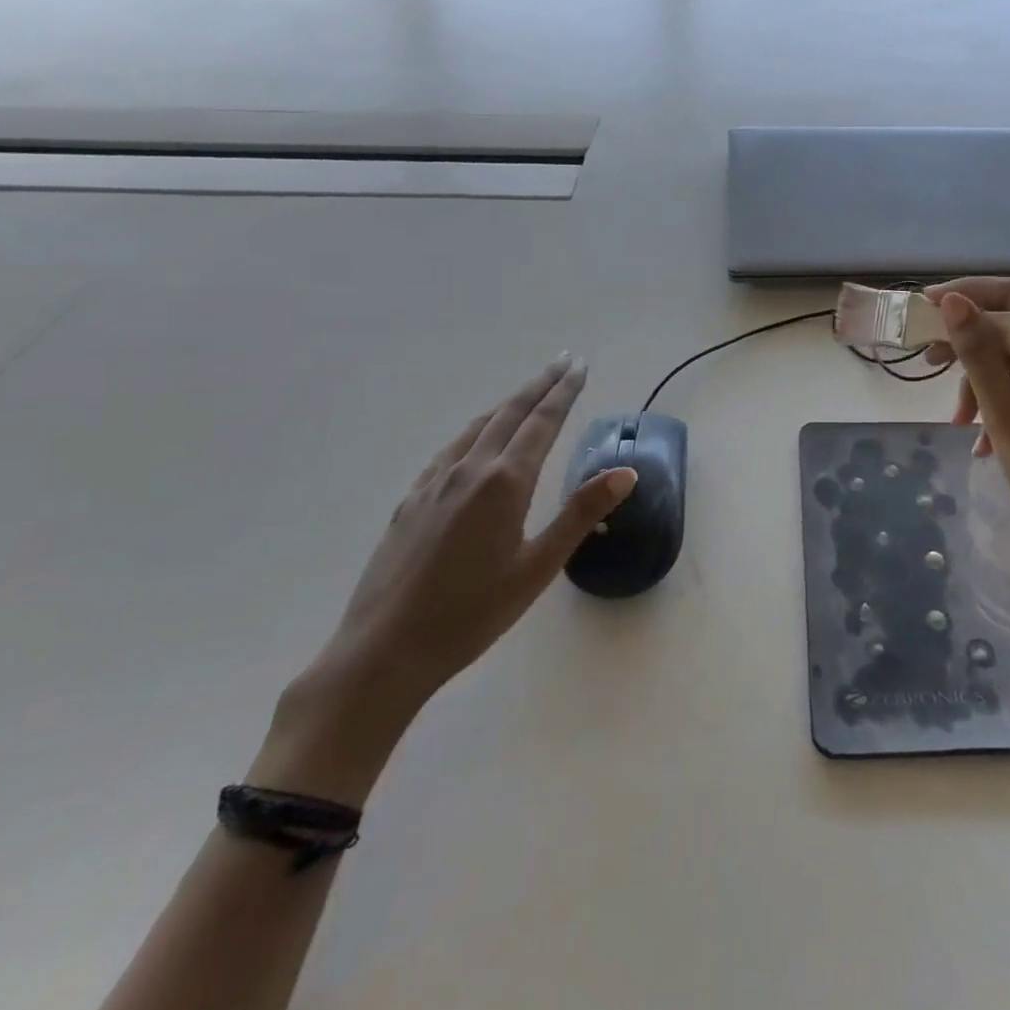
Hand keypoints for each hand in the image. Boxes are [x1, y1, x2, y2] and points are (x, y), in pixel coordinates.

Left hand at [254, 357, 635, 803]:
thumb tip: (625, 472)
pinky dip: (475, 429)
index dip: (564, 392)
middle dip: (540, 384)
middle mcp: (469, 470)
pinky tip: (474, 439)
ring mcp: (435, 482)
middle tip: (564, 360)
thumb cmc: (472, 614)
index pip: (543, 423)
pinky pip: (450, 448)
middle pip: (511, 413)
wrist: (384, 650)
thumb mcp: (538, 568)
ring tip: (528, 390)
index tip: (580, 366)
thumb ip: (580, 514)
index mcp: (505, 482)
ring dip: (508, 402)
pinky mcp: (411, 500)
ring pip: (478, 426)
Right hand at [922, 278, 1009, 581]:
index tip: (924, 306)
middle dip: (972, 344)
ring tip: (960, 419)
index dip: (969, 295)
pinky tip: (982, 439)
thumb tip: (953, 302)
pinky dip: (1006, 400)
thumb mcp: (1009, 416)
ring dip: (985, 380)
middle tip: (927, 358)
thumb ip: (979, 354)